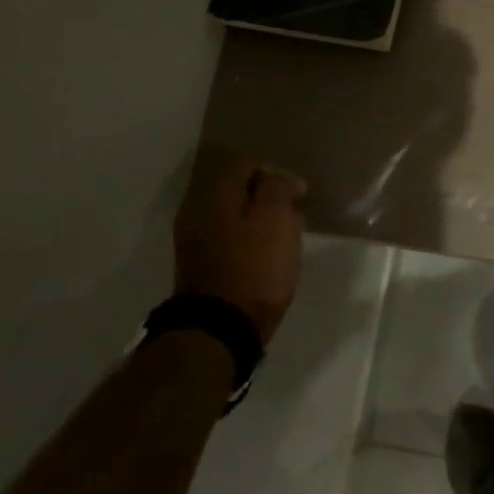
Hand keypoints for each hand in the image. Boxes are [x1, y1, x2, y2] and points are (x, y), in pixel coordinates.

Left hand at [173, 154, 306, 343]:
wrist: (221, 328)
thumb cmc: (255, 267)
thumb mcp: (276, 219)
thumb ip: (278, 189)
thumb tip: (280, 180)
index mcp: (214, 195)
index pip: (245, 164)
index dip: (276, 173)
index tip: (299, 194)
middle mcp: (196, 211)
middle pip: (236, 189)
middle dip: (268, 198)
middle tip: (294, 215)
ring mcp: (194, 240)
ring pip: (233, 215)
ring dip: (260, 220)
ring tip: (286, 238)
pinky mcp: (200, 265)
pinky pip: (228, 238)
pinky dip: (249, 240)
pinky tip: (267, 256)